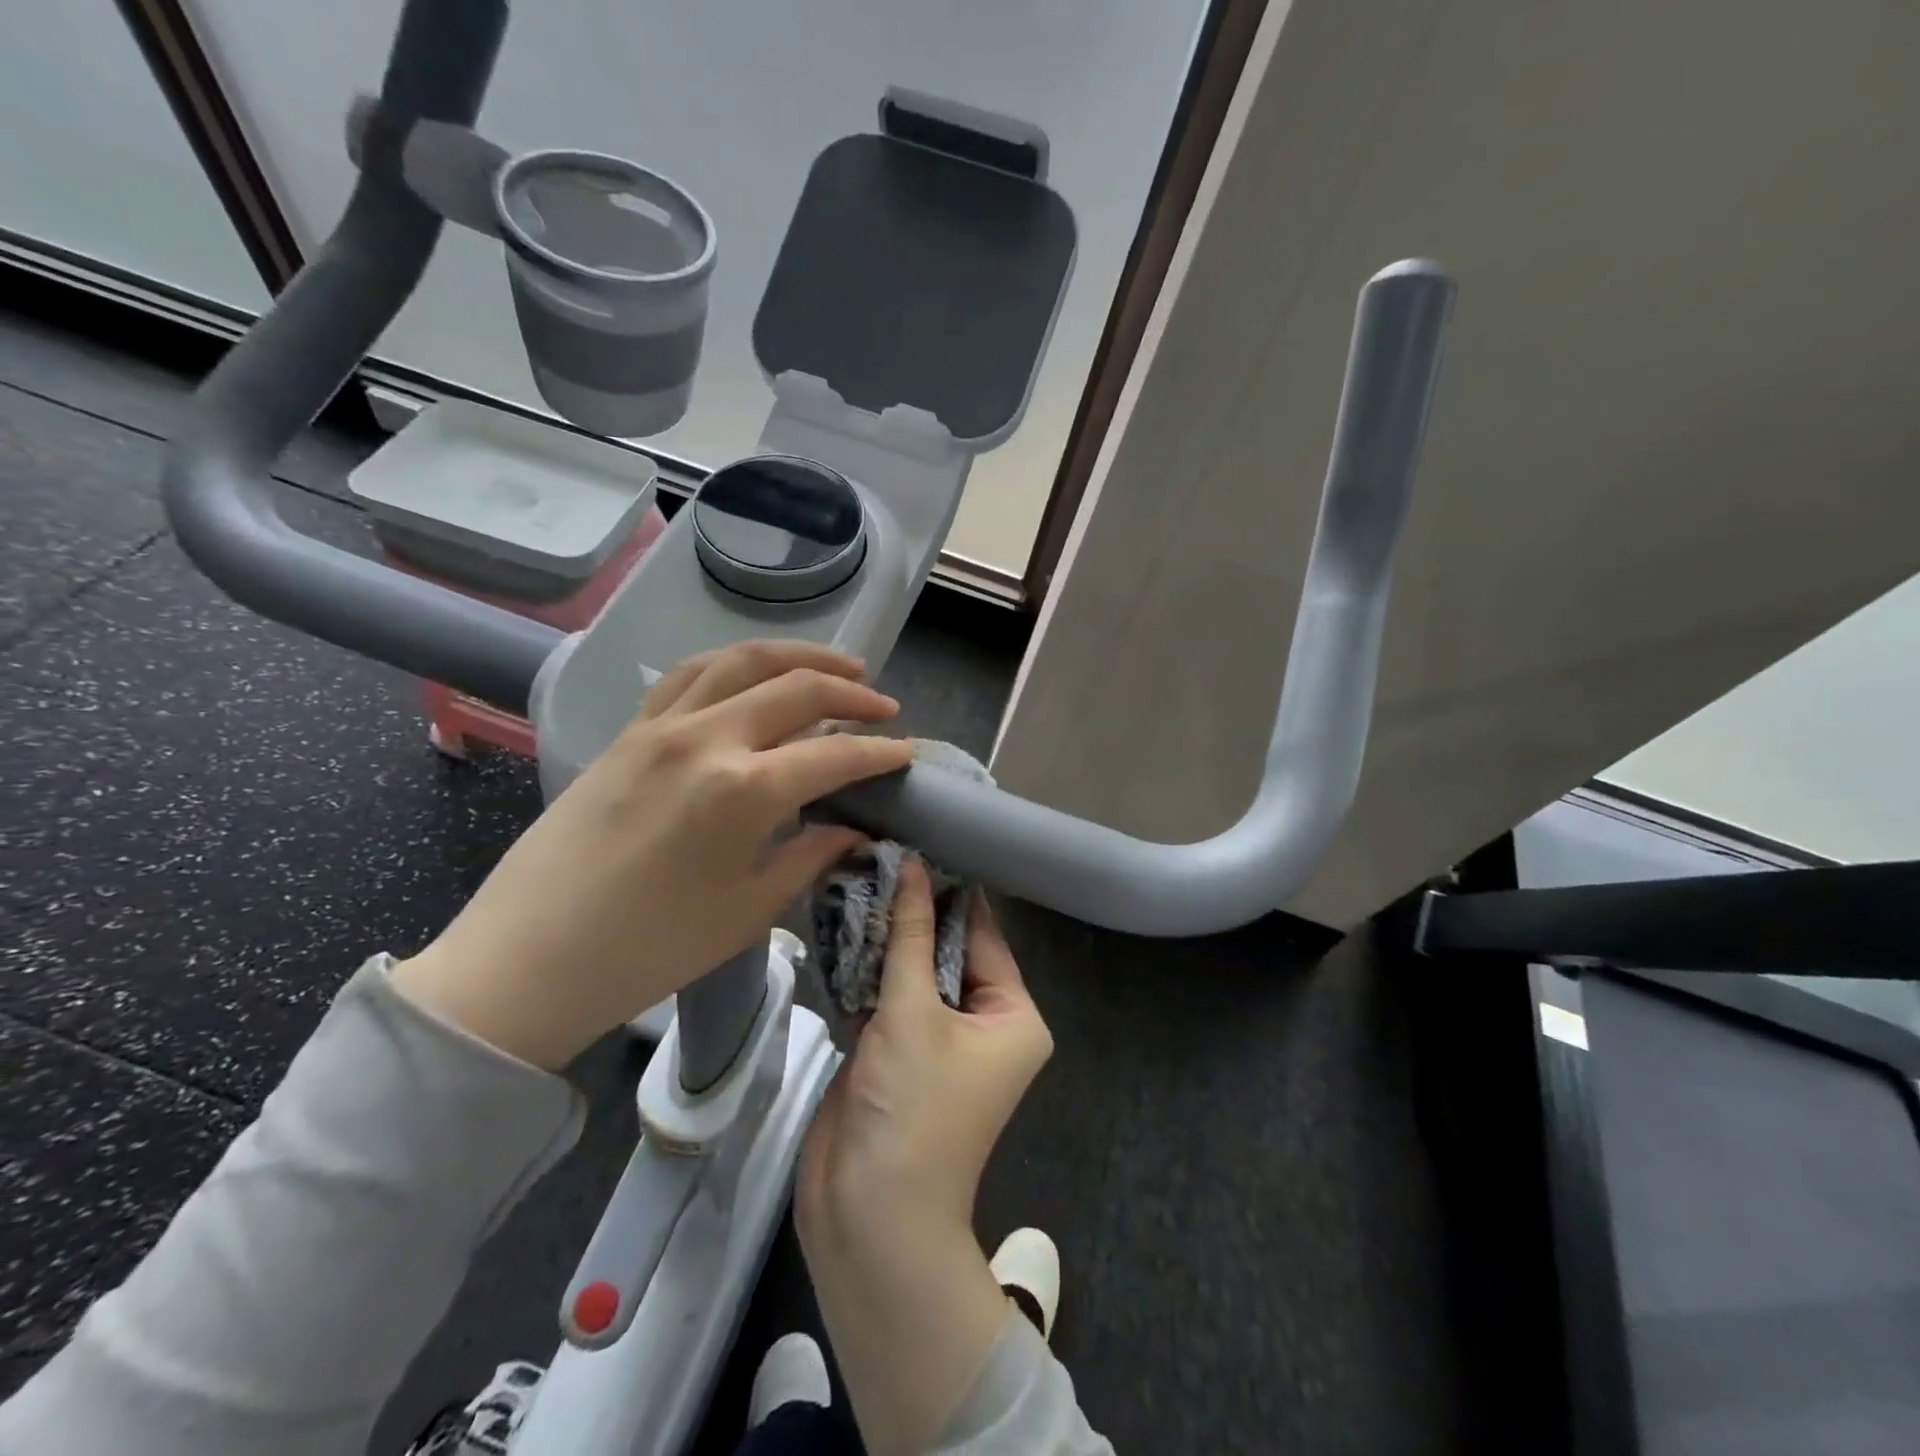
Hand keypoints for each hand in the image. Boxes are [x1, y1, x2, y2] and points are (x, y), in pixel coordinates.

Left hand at [390, 641, 913, 1069]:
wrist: (530, 958)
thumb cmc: (651, 949)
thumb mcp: (749, 910)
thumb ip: (809, 856)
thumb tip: (852, 829)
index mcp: (745, 791)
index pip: (834, 755)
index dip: (880, 752)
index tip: (907, 753)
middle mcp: (707, 739)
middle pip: (796, 689)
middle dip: (852, 693)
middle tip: (884, 707)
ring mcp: (661, 726)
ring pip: (742, 661)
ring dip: (798, 657)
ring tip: (836, 666)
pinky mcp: (628, 731)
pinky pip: (689, 674)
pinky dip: (734, 663)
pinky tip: (754, 673)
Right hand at [796, 860, 1053, 1455]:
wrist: (869, 1215)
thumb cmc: (913, 1108)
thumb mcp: (913, 1012)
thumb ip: (910, 936)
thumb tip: (913, 865)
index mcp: (1012, 1015)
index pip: (982, 935)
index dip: (950, 891)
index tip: (918, 840)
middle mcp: (982, 1023)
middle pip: (945, 950)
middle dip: (912, 911)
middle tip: (878, 853)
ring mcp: (937, 1038)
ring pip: (912, 971)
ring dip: (885, 937)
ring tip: (856, 875)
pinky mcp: (896, 1051)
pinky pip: (886, 996)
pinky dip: (866, 969)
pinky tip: (840, 924)